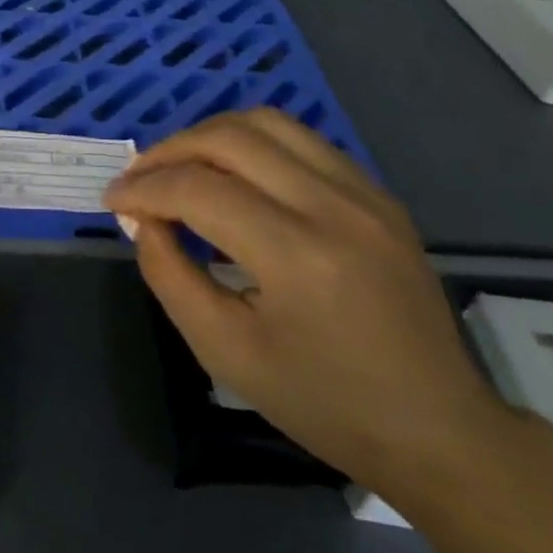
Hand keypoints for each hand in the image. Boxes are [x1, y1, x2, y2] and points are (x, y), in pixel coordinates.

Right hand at [105, 109, 507, 493]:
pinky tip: (234, 175)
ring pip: (267, 123)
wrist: (439, 429)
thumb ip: (170, 276)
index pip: (198, 189)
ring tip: (179, 166)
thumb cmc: (324, 403)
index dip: (143, 188)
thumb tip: (141, 219)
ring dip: (209, 135)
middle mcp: (334, 206)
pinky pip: (301, 141)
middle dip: (169, 150)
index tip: (113, 201)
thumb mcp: (226, 352)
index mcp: (297, 256)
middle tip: (138, 179)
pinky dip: (252, 144)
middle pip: (229, 138)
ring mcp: (364, 193)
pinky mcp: (378, 193)